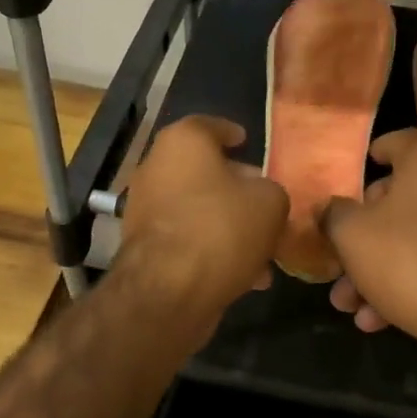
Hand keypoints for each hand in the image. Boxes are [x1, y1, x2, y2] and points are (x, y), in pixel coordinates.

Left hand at [118, 116, 288, 326]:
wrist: (169, 291)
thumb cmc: (221, 228)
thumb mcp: (270, 202)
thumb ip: (271, 190)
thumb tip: (262, 196)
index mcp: (182, 142)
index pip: (210, 126)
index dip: (232, 134)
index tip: (247, 142)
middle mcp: (155, 168)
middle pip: (203, 171)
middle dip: (236, 187)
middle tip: (264, 201)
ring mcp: (145, 209)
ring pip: (198, 209)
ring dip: (229, 225)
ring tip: (262, 249)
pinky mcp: (145, 247)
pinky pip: (188, 239)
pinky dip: (212, 250)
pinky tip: (245, 276)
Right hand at [320, 130, 416, 374]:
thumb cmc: (406, 259)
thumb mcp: (351, 234)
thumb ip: (334, 215)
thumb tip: (329, 208)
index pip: (401, 141)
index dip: (377, 151)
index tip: (362, 164)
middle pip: (400, 200)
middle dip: (362, 232)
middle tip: (338, 252)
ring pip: (411, 241)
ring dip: (374, 270)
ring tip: (346, 302)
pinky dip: (402, 286)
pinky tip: (375, 319)